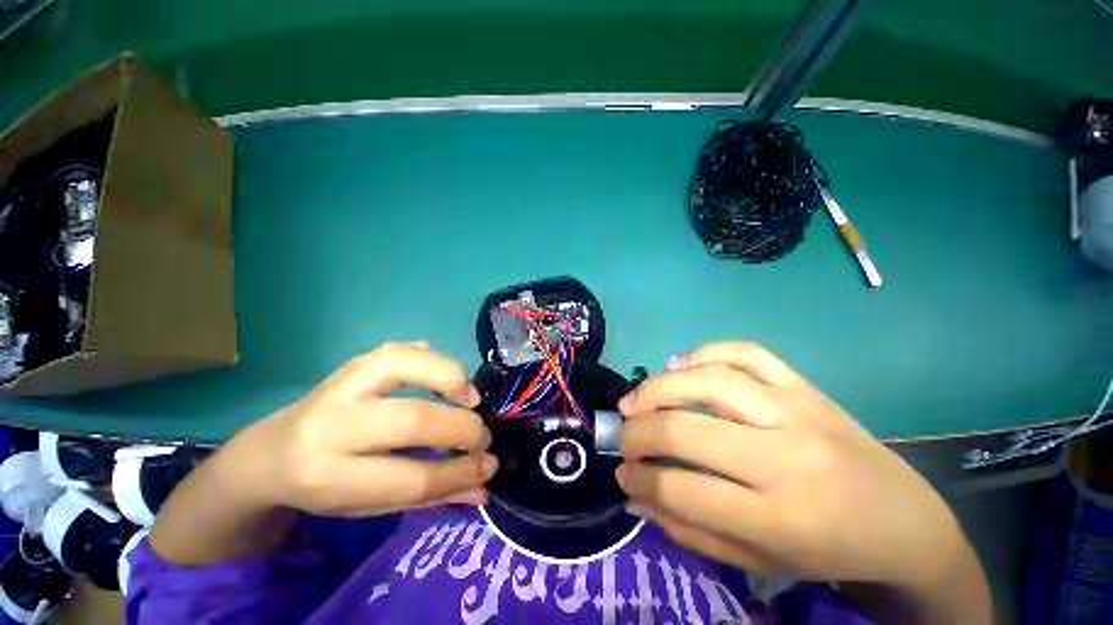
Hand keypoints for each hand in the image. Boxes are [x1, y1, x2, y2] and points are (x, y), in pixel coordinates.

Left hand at [224, 342, 496, 515]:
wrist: (267, 455)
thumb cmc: (324, 488)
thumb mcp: (369, 506)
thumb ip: (429, 495)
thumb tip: (483, 488)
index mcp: (328, 477)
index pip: (410, 478)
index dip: (458, 472)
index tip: (488, 466)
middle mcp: (330, 425)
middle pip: (411, 419)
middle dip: (462, 428)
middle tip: (483, 435)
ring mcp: (341, 384)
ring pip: (403, 364)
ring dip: (451, 378)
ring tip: (470, 399)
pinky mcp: (353, 362)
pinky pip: (400, 349)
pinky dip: (433, 358)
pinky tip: (448, 377)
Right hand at [617, 342, 988, 619]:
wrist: (904, 520)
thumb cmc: (829, 551)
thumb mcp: (758, 560)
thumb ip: (689, 529)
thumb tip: (634, 495)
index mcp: (780, 517)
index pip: (682, 490)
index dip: (639, 479)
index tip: (622, 472)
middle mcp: (787, 457)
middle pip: (687, 429)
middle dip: (638, 431)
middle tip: (623, 434)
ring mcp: (798, 410)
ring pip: (709, 380)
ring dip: (658, 386)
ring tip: (636, 399)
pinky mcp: (805, 386)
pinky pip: (745, 351)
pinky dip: (703, 353)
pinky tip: (681, 367)